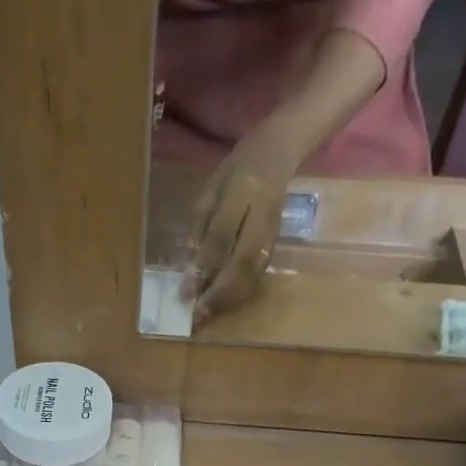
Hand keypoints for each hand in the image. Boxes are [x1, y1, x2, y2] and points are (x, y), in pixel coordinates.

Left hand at [190, 121, 300, 323]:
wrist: (280, 150)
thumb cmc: (237, 168)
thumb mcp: (211, 189)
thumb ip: (199, 228)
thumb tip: (186, 271)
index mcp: (244, 191)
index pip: (221, 236)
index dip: (202, 268)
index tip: (184, 294)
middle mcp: (263, 214)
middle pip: (242, 263)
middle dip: (218, 293)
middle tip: (197, 315)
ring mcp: (273, 231)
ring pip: (253, 273)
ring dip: (229, 299)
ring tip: (207, 315)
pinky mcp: (276, 243)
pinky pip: (258, 274)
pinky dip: (240, 293)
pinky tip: (223, 304)